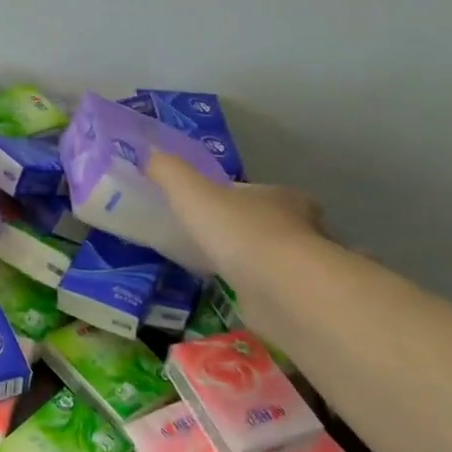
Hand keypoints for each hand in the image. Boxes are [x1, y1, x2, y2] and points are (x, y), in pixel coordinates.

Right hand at [147, 152, 326, 287]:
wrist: (280, 289)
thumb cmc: (239, 232)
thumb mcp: (193, 194)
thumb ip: (170, 174)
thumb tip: (149, 154)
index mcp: (281, 196)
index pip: (255, 192)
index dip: (232, 197)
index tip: (208, 208)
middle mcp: (301, 226)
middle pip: (267, 222)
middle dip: (243, 229)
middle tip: (211, 239)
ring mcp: (302, 265)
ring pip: (272, 256)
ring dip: (250, 261)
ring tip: (217, 267)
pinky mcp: (298, 297)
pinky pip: (271, 288)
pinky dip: (254, 289)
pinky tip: (233, 294)